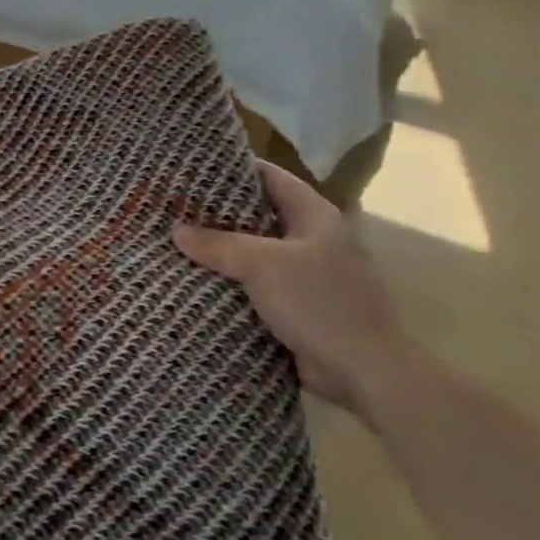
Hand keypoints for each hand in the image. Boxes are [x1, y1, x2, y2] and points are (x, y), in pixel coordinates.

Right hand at [173, 163, 413, 416]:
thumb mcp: (262, 265)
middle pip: (259, 214)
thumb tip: (177, 230)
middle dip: (219, 213)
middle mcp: (313, 238)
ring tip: (177, 242)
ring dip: (222, 251)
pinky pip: (257, 285)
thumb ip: (219, 244)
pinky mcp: (298, 306)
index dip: (234, 168)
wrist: (364, 371)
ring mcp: (307, 273)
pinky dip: (231, 282)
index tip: (194, 168)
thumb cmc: (319, 302)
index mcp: (314, 215)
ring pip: (255, 252)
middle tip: (175, 207)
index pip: (270, 176)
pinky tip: (197, 282)